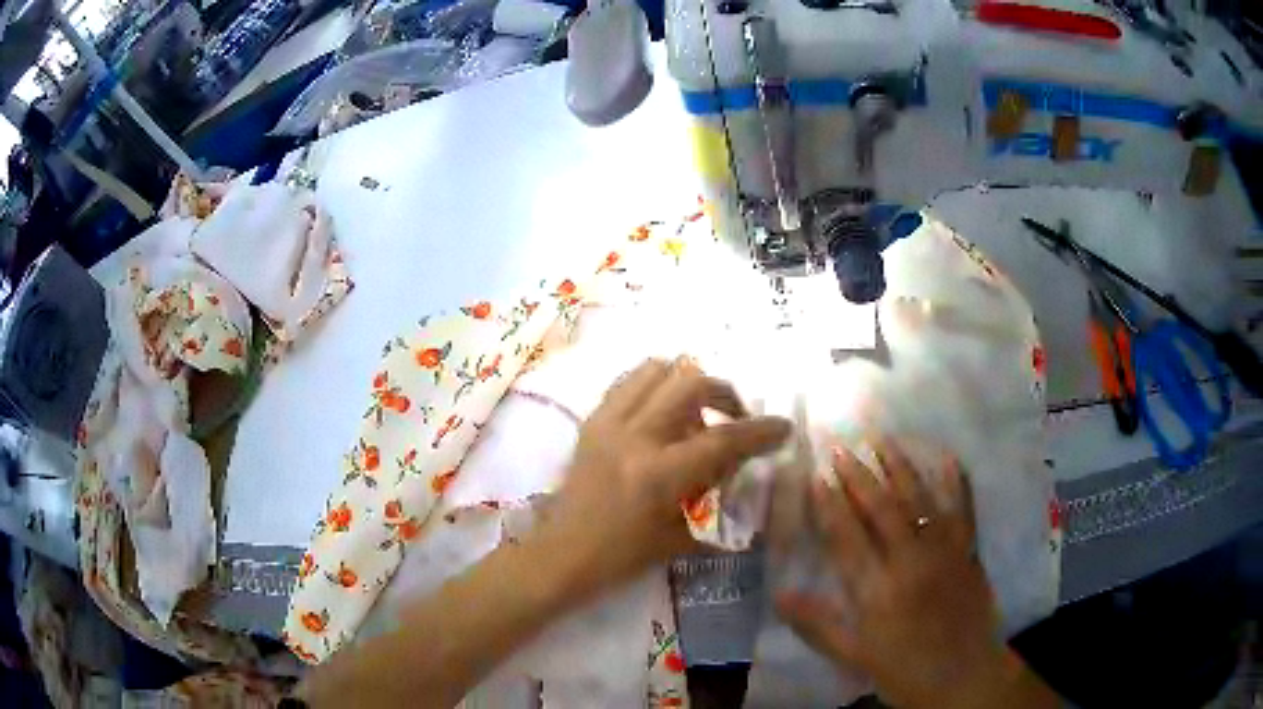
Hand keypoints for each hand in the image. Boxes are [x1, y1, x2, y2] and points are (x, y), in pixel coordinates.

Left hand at [542, 358, 791, 597]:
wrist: (562, 555)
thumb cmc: (622, 558)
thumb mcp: (680, 538)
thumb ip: (715, 500)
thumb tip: (742, 475)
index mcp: (658, 474)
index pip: (723, 439)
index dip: (760, 430)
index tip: (783, 426)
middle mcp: (634, 436)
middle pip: (691, 383)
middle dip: (725, 394)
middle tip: (735, 418)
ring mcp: (608, 422)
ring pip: (657, 369)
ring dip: (687, 382)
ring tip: (697, 411)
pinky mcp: (592, 420)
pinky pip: (628, 381)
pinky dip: (654, 385)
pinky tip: (663, 411)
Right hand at [776, 437, 1012, 708]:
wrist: (964, 676)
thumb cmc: (905, 670)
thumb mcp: (855, 656)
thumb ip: (818, 625)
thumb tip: (780, 594)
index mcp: (879, 590)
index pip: (847, 538)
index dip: (829, 506)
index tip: (815, 477)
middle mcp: (911, 561)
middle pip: (882, 508)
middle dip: (858, 476)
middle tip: (841, 447)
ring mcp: (945, 550)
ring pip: (920, 499)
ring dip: (899, 466)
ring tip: (882, 438)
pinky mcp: (969, 549)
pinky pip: (963, 508)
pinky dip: (955, 481)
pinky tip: (947, 458)